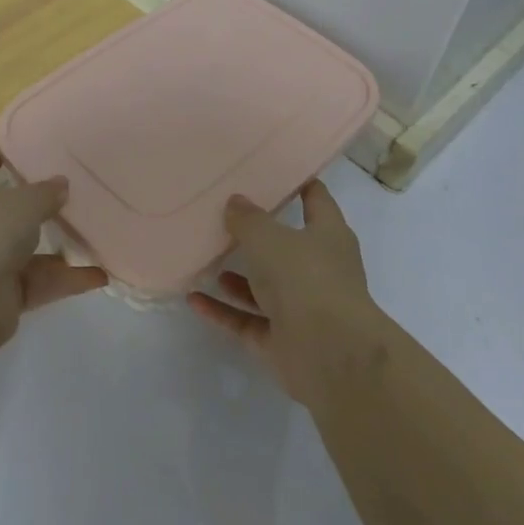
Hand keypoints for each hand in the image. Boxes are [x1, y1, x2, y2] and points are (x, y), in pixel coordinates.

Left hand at [0, 144, 105, 353]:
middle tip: (81, 186)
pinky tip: (100, 274)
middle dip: (44, 199)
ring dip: (62, 242)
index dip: (11, 150)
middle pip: (12, 205)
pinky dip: (67, 278)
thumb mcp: (21, 204)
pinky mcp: (5, 292)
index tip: (43, 144)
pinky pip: (42, 279)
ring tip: (99, 230)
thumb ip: (45, 192)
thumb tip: (61, 184)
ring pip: (31, 245)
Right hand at [188, 180, 375, 404]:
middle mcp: (318, 270)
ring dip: (237, 276)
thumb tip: (236, 202)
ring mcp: (301, 308)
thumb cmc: (306, 279)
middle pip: (286, 245)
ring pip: (264, 286)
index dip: (298, 182)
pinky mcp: (282, 341)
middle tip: (222, 212)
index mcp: (328, 236)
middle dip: (258, 233)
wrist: (330, 355)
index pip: (316, 199)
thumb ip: (248, 219)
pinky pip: (246, 320)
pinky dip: (222, 310)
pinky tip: (193, 299)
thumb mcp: (269, 237)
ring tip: (204, 256)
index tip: (270, 168)